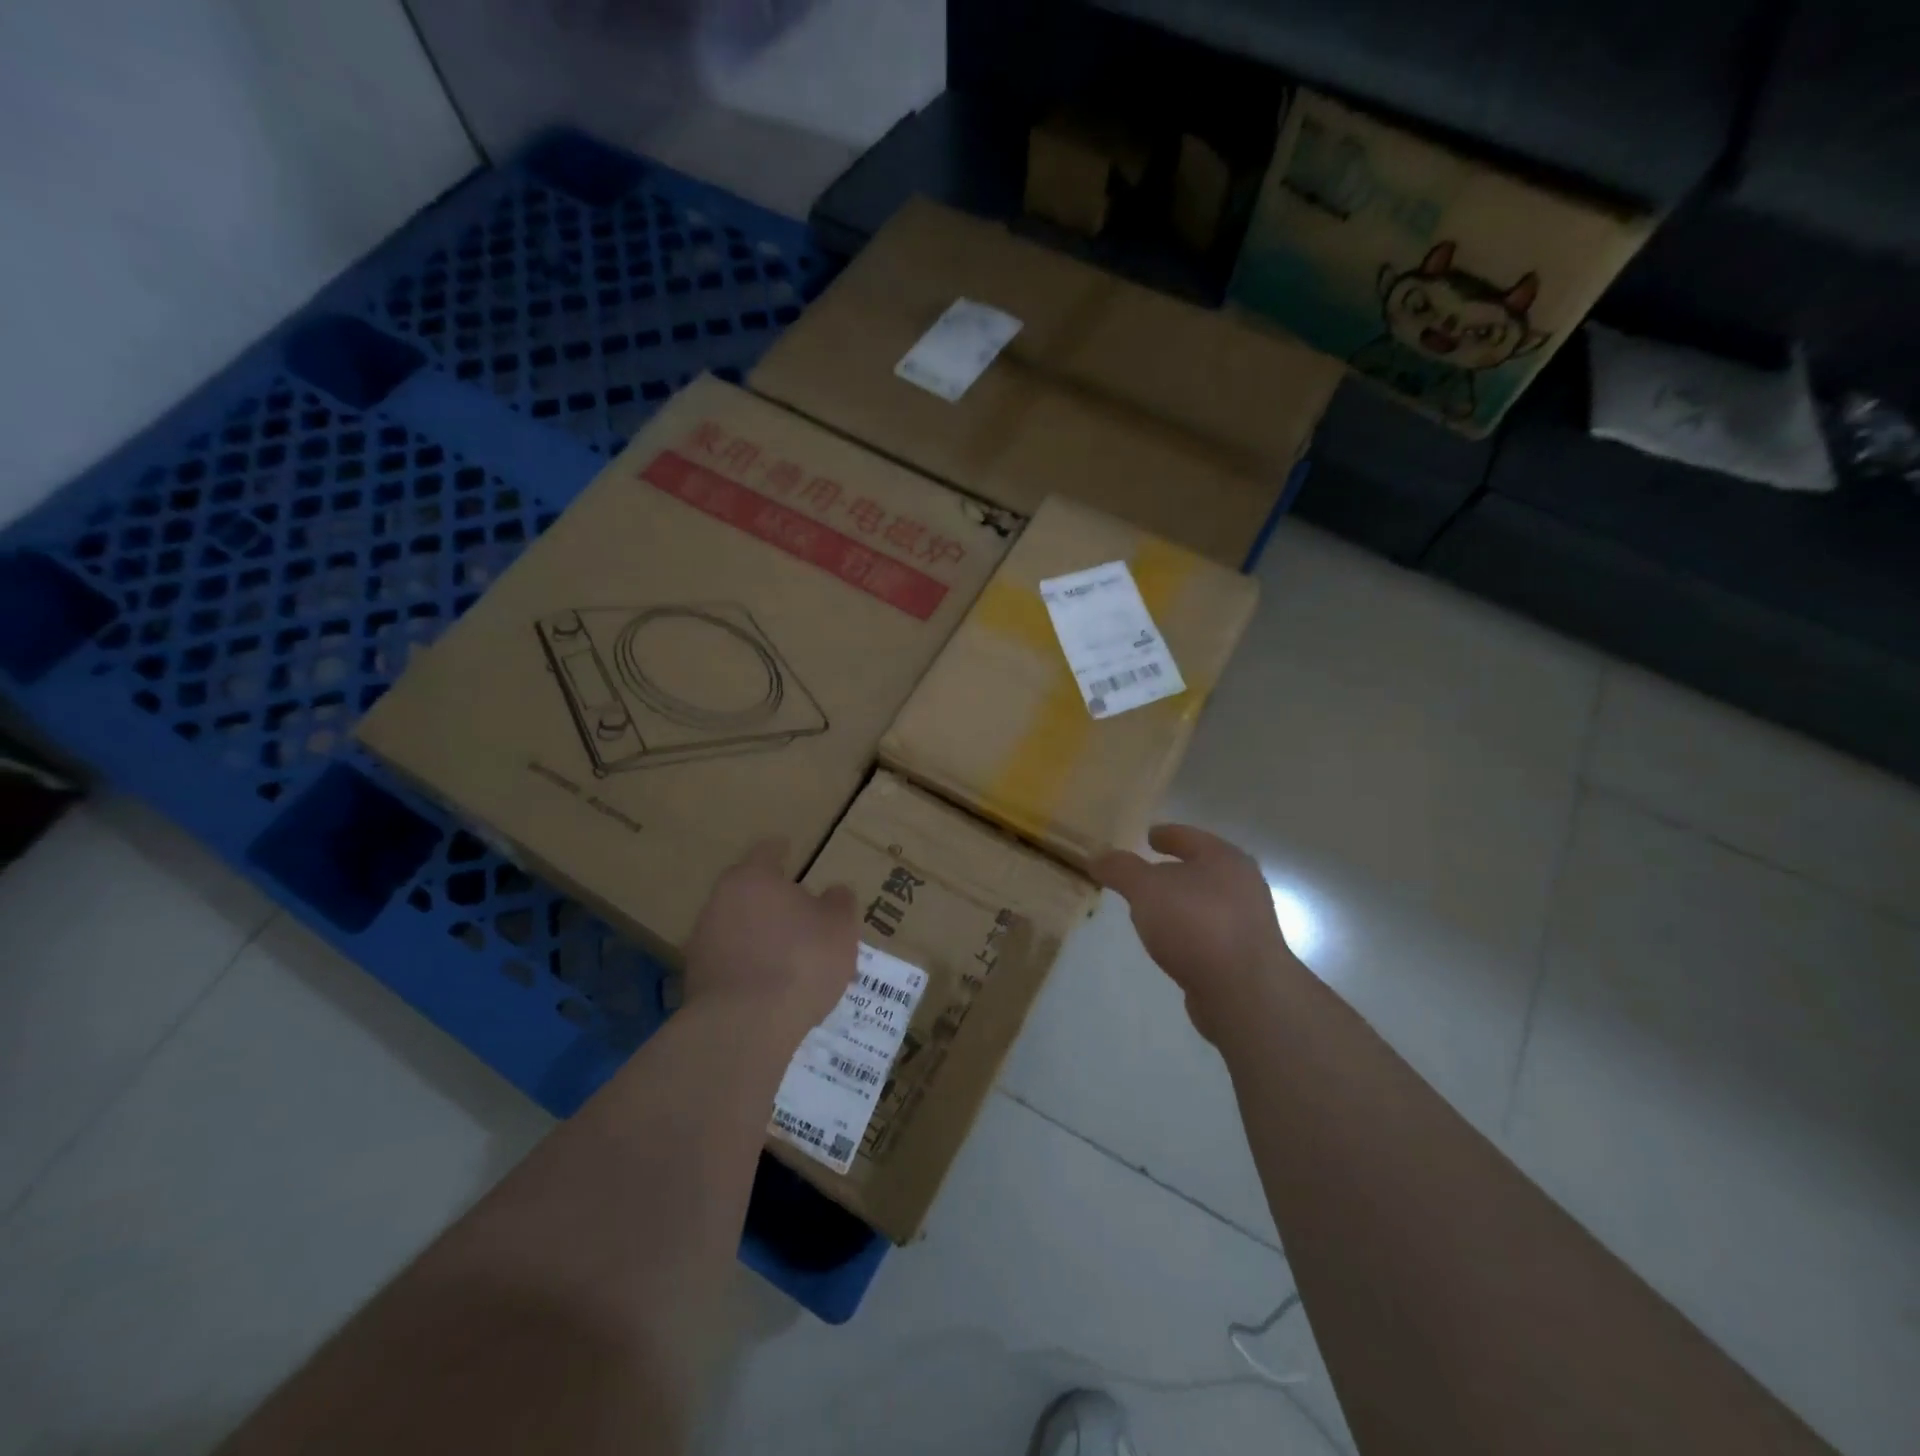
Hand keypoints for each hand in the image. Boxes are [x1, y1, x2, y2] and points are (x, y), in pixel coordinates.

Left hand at [683, 839, 857, 1041]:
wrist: (743, 1027)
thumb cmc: (801, 962)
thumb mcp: (840, 927)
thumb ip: (839, 903)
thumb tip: (833, 892)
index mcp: (753, 878)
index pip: (767, 852)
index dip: (780, 850)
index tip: (787, 848)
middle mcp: (720, 901)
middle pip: (748, 891)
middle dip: (770, 899)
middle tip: (797, 912)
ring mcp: (702, 941)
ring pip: (736, 927)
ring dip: (758, 935)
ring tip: (786, 956)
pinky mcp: (696, 979)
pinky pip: (729, 962)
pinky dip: (747, 966)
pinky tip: (767, 985)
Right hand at [1093, 824, 1297, 1042]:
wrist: (1245, 992)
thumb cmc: (1196, 924)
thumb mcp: (1146, 888)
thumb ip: (1121, 869)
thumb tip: (1098, 857)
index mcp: (1224, 858)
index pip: (1189, 837)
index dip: (1166, 834)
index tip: (1148, 836)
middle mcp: (1242, 885)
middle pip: (1201, 869)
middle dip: (1172, 872)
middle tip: (1143, 875)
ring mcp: (1247, 923)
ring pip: (1205, 903)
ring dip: (1179, 905)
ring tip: (1151, 911)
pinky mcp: (1244, 958)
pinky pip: (1208, 934)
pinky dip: (1188, 932)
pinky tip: (1170, 944)